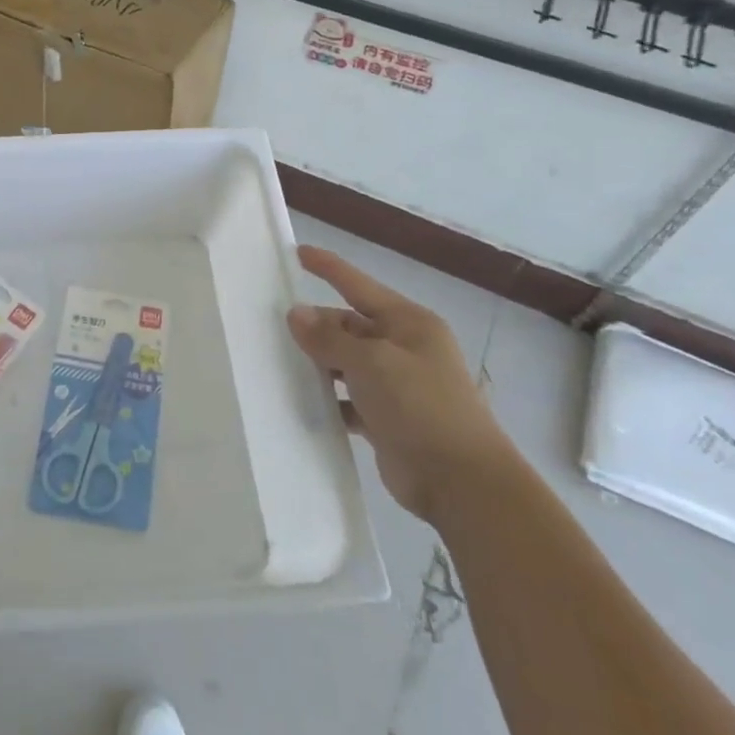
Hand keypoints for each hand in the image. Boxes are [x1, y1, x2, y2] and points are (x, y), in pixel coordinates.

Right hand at [286, 246, 509, 524]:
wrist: (461, 482)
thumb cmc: (420, 406)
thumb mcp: (371, 363)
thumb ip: (330, 338)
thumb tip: (297, 313)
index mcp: (409, 323)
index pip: (359, 285)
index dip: (329, 268)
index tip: (297, 252)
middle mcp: (405, 348)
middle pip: (350, 326)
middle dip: (317, 326)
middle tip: (273, 327)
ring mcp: (398, 385)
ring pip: (347, 363)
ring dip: (320, 364)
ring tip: (278, 362)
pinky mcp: (389, 419)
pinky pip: (350, 398)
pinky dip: (330, 399)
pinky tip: (304, 402)